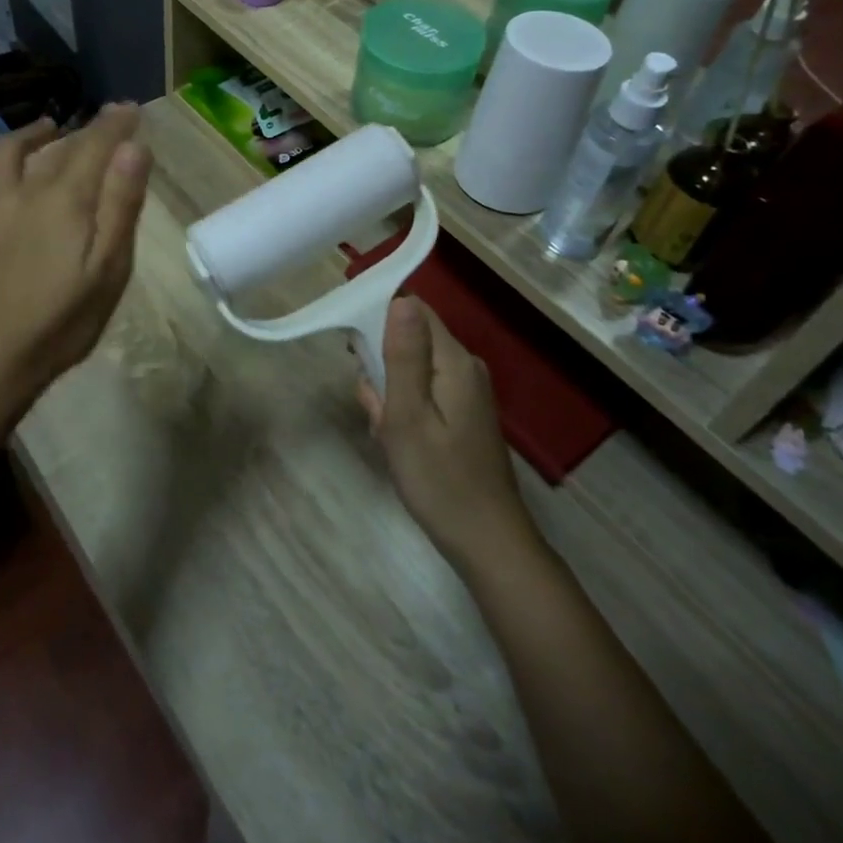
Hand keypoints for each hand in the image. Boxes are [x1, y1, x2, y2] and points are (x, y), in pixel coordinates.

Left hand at [0, 104, 152, 408]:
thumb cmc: (63, 321)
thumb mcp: (109, 268)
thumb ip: (121, 205)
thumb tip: (135, 148)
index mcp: (65, 200)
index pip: (96, 146)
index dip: (115, 123)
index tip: (131, 107)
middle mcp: (23, 192)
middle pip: (57, 147)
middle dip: (85, 129)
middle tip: (104, 123)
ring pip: (5, 155)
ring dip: (30, 135)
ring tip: (47, 129)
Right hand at [356, 299, 531, 571]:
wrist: (487, 542)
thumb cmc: (439, 480)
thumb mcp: (408, 416)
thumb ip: (403, 356)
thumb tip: (400, 299)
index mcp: (453, 362)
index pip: (414, 309)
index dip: (379, 318)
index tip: (355, 351)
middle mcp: (464, 368)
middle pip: (410, 339)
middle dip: (381, 366)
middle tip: (375, 408)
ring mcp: (466, 392)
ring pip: (412, 369)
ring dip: (389, 394)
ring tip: (386, 433)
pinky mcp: (463, 414)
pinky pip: (423, 393)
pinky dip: (403, 411)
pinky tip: (398, 443)